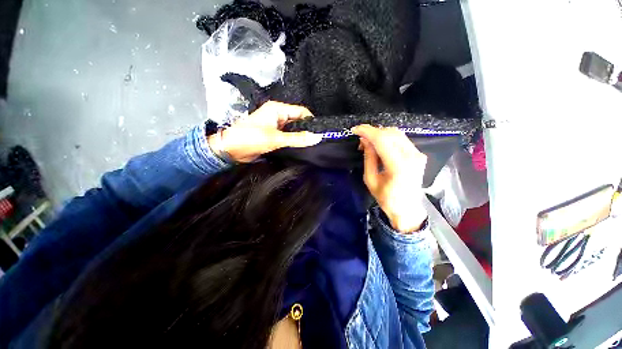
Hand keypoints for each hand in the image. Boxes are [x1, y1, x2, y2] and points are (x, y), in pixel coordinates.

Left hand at [208, 101, 322, 162]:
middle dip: (306, 130)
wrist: (230, 150)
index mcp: (278, 109)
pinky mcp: (274, 136)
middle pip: (298, 121)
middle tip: (316, 141)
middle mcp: (278, 115)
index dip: (311, 121)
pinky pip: (288, 137)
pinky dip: (294, 142)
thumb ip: (297, 139)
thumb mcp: (275, 139)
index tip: (319, 133)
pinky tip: (300, 148)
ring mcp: (276, 126)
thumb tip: (316, 137)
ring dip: (300, 137)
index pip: (301, 111)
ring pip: (294, 130)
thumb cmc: (250, 139)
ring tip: (310, 146)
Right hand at [352, 125, 427, 232]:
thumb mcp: (370, 180)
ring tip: (368, 142)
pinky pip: (401, 139)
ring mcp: (417, 154)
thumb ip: (368, 158)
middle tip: (360, 139)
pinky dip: (388, 138)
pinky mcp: (418, 154)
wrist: (407, 209)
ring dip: (380, 134)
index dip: (367, 131)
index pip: (382, 140)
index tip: (355, 130)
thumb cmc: (386, 199)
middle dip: (373, 132)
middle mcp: (412, 156)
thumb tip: (364, 141)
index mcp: (399, 166)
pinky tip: (379, 144)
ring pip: (397, 133)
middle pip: (390, 133)